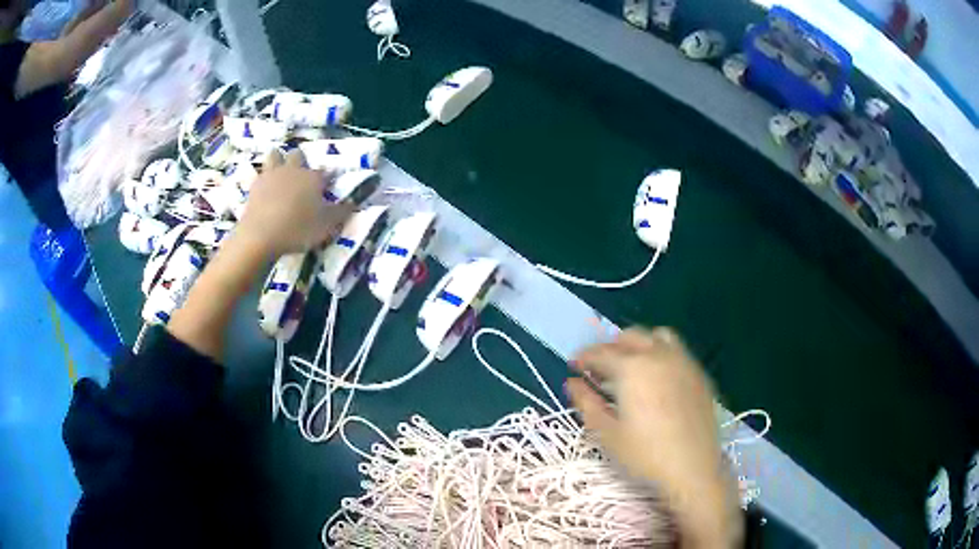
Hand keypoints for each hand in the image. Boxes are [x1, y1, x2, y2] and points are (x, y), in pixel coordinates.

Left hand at [236, 149, 352, 258]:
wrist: (261, 236)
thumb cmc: (298, 229)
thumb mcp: (327, 225)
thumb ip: (341, 212)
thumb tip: (353, 202)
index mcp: (313, 177)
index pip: (326, 172)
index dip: (329, 177)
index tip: (329, 184)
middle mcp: (293, 170)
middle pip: (298, 155)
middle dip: (301, 161)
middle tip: (302, 176)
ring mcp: (272, 175)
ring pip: (276, 155)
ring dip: (279, 160)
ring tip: (281, 173)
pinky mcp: (255, 185)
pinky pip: (261, 173)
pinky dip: (265, 177)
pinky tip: (265, 187)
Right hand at [567, 328, 741, 547]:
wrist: (693, 468)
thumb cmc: (644, 455)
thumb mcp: (607, 433)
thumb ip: (586, 403)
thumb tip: (572, 382)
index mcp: (632, 368)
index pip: (601, 352)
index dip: (583, 357)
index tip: (574, 366)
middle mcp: (658, 355)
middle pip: (630, 336)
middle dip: (610, 347)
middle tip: (599, 368)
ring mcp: (683, 362)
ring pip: (657, 336)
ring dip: (639, 344)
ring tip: (630, 365)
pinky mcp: (699, 373)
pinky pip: (677, 351)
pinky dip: (661, 353)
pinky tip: (657, 378)